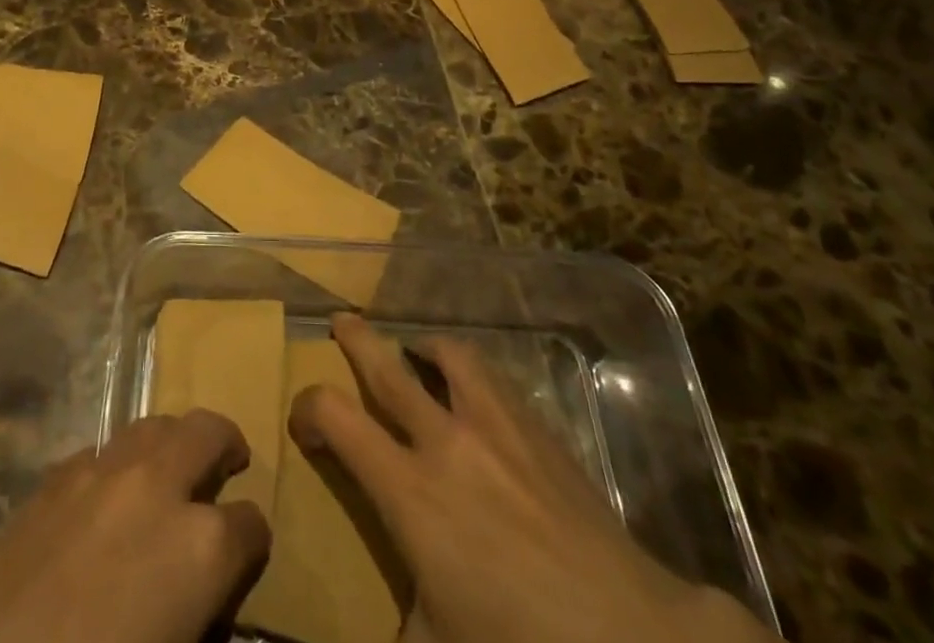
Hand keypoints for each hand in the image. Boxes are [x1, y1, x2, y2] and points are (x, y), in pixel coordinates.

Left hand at [0, 409, 269, 642]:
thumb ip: (199, 617)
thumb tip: (203, 601)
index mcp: (202, 548)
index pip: (250, 525)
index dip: (253, 544)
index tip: (247, 555)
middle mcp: (159, 487)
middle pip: (209, 432)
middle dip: (225, 447)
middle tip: (227, 465)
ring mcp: (104, 472)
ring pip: (156, 425)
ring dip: (173, 443)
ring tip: (172, 469)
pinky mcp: (56, 476)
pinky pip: (104, 449)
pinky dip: (120, 464)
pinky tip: (109, 496)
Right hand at [291, 314, 774, 642]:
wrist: (629, 637)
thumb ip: (402, 618)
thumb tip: (390, 618)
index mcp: (408, 492)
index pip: (335, 418)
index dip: (308, 408)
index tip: (304, 423)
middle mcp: (444, 442)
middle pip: (386, 367)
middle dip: (356, 339)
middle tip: (341, 321)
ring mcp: (495, 426)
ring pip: (448, 356)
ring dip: (423, 346)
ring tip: (418, 348)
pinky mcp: (538, 428)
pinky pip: (494, 379)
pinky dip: (472, 372)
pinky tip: (478, 389)